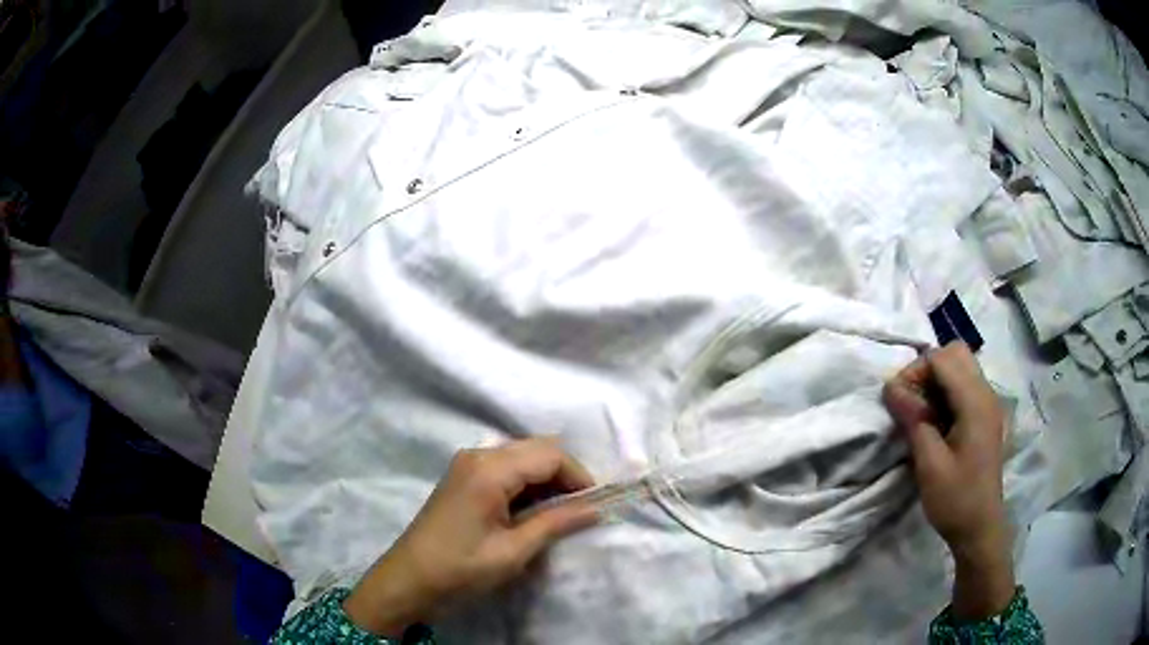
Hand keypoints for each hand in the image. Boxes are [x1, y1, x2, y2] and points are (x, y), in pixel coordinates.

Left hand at [344, 438, 598, 635]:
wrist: (409, 580)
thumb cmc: (461, 568)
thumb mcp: (514, 550)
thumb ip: (556, 522)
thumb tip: (596, 507)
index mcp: (490, 469)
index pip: (550, 455)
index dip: (579, 476)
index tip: (595, 505)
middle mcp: (478, 454)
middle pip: (537, 449)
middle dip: (564, 475)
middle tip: (580, 509)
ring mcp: (467, 463)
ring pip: (522, 456)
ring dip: (546, 479)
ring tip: (560, 513)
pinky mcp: (463, 476)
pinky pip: (505, 467)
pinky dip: (526, 483)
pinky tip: (532, 510)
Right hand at [882, 342, 1014, 619]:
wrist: (980, 528)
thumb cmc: (955, 499)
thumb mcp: (929, 464)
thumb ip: (913, 420)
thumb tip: (890, 387)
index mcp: (975, 402)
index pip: (942, 358)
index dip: (915, 372)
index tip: (897, 402)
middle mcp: (986, 393)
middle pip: (955, 353)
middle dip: (927, 369)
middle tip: (910, 402)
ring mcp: (988, 404)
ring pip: (960, 367)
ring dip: (936, 381)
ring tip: (920, 414)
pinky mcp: (985, 416)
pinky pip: (964, 386)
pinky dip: (946, 393)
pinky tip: (936, 423)